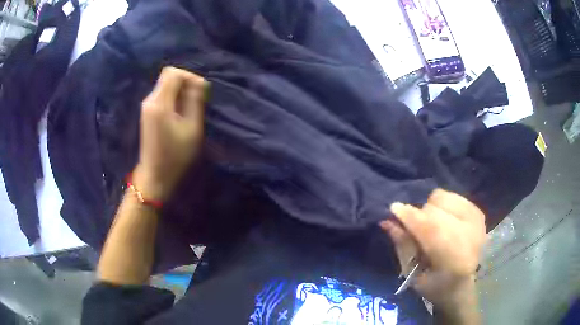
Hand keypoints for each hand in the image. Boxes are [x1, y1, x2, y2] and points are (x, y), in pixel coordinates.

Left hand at [134, 67, 206, 200]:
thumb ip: (195, 101)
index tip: (201, 91)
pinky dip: (174, 99)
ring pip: (165, 86)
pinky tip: (181, 114)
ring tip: (191, 109)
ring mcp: (146, 107)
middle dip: (186, 83)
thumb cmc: (176, 156)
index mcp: (159, 103)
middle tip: (198, 100)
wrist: (156, 177)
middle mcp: (149, 101)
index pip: (173, 73)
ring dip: (181, 92)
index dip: (189, 76)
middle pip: (168, 77)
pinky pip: (162, 96)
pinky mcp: (147, 113)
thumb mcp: (192, 128)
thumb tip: (199, 82)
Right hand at [381, 189, 485, 318]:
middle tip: (416, 230)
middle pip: (435, 210)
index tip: (394, 209)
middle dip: (419, 216)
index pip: (431, 228)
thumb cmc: (436, 286)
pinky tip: (444, 220)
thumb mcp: (414, 274)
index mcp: (456, 259)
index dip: (410, 217)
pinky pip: (452, 196)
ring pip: (443, 197)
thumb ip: (403, 246)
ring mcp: (476, 220)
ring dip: (431, 209)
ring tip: (432, 226)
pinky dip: (442, 205)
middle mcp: (471, 234)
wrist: (465, 284)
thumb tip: (388, 221)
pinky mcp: (478, 211)